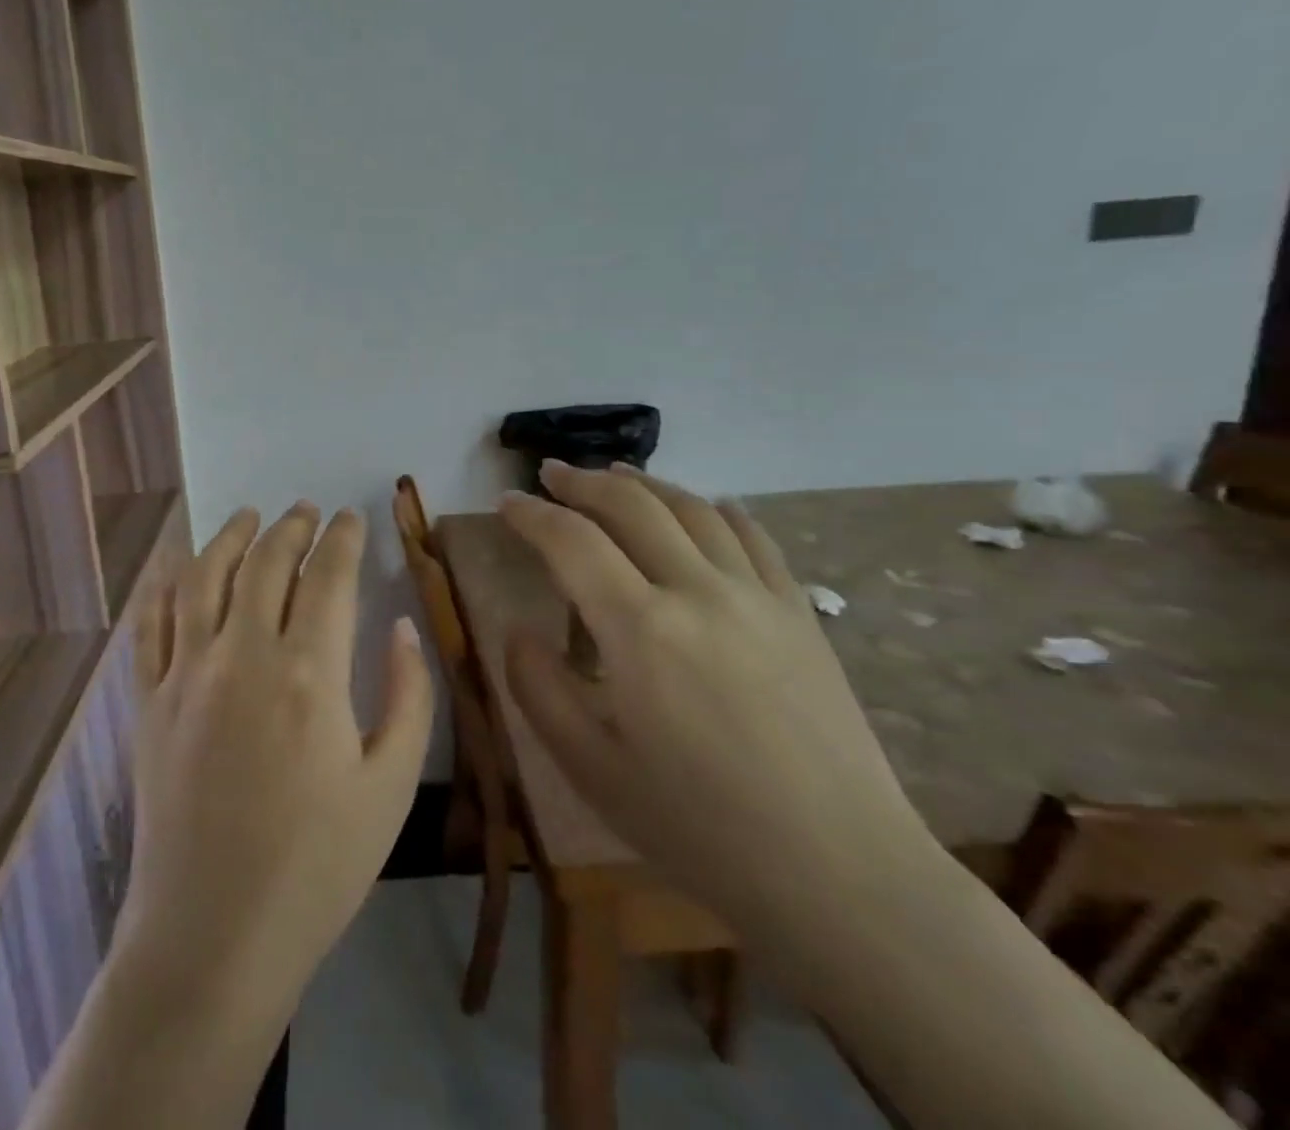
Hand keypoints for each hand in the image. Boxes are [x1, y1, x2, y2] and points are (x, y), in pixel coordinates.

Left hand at [116, 504, 433, 1013]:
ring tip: (248, 517)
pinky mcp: (148, 702)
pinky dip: (166, 586)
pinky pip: (151, 624)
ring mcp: (185, 675)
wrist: (213, 938)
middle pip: (265, 563)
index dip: (343, 538)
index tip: (350, 518)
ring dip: (228, 538)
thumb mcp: (391, 787)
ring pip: (203, 577)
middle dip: (290, 528)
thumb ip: (409, 696)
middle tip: (305, 512)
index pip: (328, 576)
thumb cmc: (317, 867)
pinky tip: (179, 570)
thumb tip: (401, 627)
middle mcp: (242, 655)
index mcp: (308, 673)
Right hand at [500, 461, 933, 927]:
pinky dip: (719, 510)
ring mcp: (757, 597)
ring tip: (616, 473)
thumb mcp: (592, 770)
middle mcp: (698, 592)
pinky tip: (707, 506)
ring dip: (646, 484)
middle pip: (632, 506)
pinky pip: (755, 538)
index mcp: (640, 629)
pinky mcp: (800, 614)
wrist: (841, 874)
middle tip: (551, 473)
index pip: (571, 542)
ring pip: (693, 510)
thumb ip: (540, 690)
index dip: (531, 515)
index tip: (506, 503)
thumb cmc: (700, 828)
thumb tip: (517, 631)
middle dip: (582, 482)